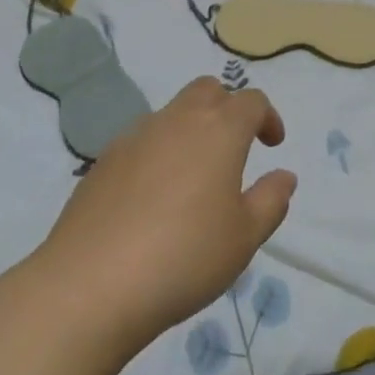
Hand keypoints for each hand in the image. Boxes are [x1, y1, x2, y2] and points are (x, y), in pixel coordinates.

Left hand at [35, 78, 296, 353]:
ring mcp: (135, 136)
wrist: (90, 284)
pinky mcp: (103, 160)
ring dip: (191, 129)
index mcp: (219, 130)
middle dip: (227, 108)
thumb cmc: (184, 257)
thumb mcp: (244, 238)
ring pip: (172, 113)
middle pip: (208, 90)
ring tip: (194, 177)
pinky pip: (142, 140)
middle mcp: (177, 120)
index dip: (267, 117)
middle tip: (235, 148)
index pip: (251, 101)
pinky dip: (158, 152)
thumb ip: (271, 200)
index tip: (272, 145)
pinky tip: (154, 197)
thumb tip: (284, 176)